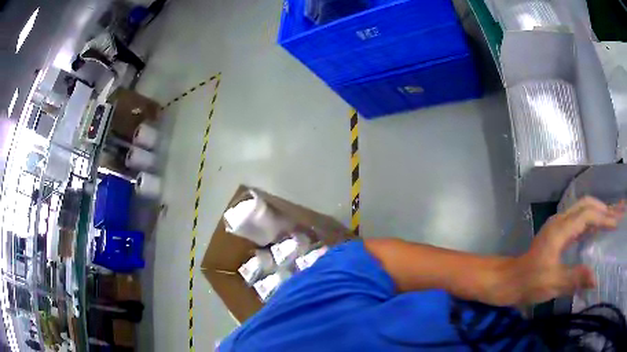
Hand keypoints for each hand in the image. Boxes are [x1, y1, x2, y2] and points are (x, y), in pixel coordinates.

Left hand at [512, 197, 625, 304]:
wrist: (510, 280)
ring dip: (598, 211)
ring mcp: (558, 225)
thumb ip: (575, 279)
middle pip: (586, 205)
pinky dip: (591, 220)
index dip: (604, 217)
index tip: (615, 223)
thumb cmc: (529, 282)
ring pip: (583, 209)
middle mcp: (560, 221)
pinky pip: (579, 219)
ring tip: (611, 217)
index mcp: (560, 229)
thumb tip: (596, 279)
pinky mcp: (558, 233)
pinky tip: (597, 227)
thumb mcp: (553, 284)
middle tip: (617, 214)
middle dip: (604, 208)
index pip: (588, 215)